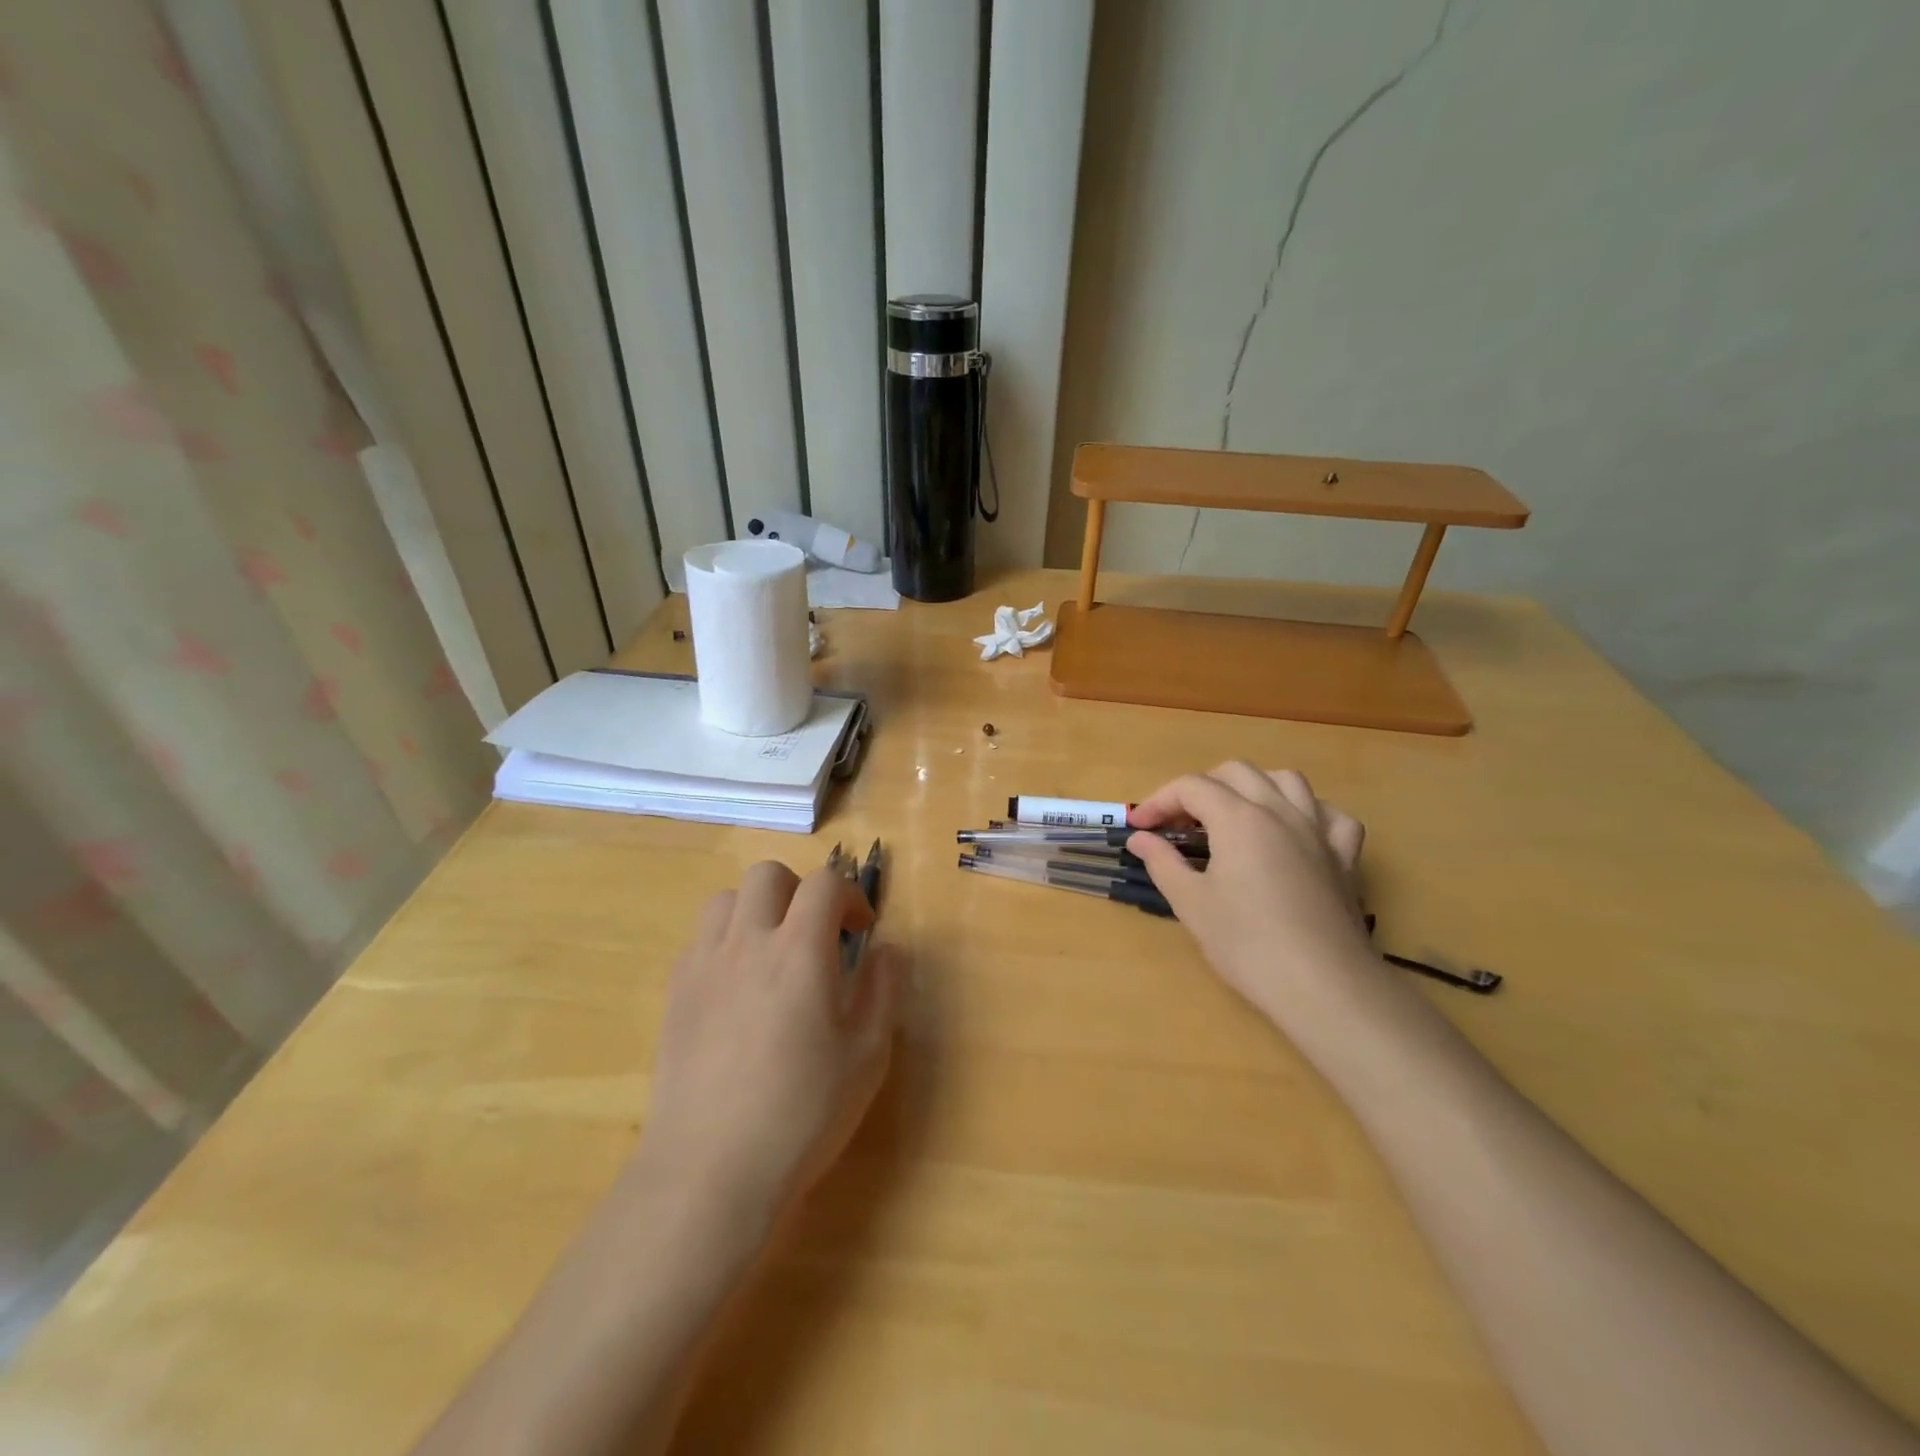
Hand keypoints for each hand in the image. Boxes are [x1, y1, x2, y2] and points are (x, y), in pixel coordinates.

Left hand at [629, 861, 902, 1226]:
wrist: (710, 1169)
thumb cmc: (802, 1112)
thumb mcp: (867, 1055)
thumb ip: (884, 989)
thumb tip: (887, 950)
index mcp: (799, 951)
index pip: (825, 883)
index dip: (850, 894)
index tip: (861, 929)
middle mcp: (747, 942)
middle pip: (768, 874)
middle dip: (799, 890)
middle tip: (816, 932)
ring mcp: (704, 965)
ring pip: (726, 899)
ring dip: (757, 910)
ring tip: (773, 952)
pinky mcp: (675, 993)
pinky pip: (700, 940)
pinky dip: (726, 942)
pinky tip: (738, 988)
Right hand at [1127, 764, 1379, 1025]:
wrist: (1322, 986)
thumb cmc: (1247, 944)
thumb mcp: (1190, 903)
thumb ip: (1162, 862)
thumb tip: (1140, 838)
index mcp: (1238, 818)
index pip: (1190, 787)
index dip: (1158, 801)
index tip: (1139, 828)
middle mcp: (1279, 811)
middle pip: (1236, 772)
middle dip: (1201, 788)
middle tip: (1180, 824)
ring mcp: (1318, 831)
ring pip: (1287, 781)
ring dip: (1254, 788)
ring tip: (1234, 816)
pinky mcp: (1344, 857)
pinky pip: (1330, 815)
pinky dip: (1309, 813)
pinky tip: (1295, 833)